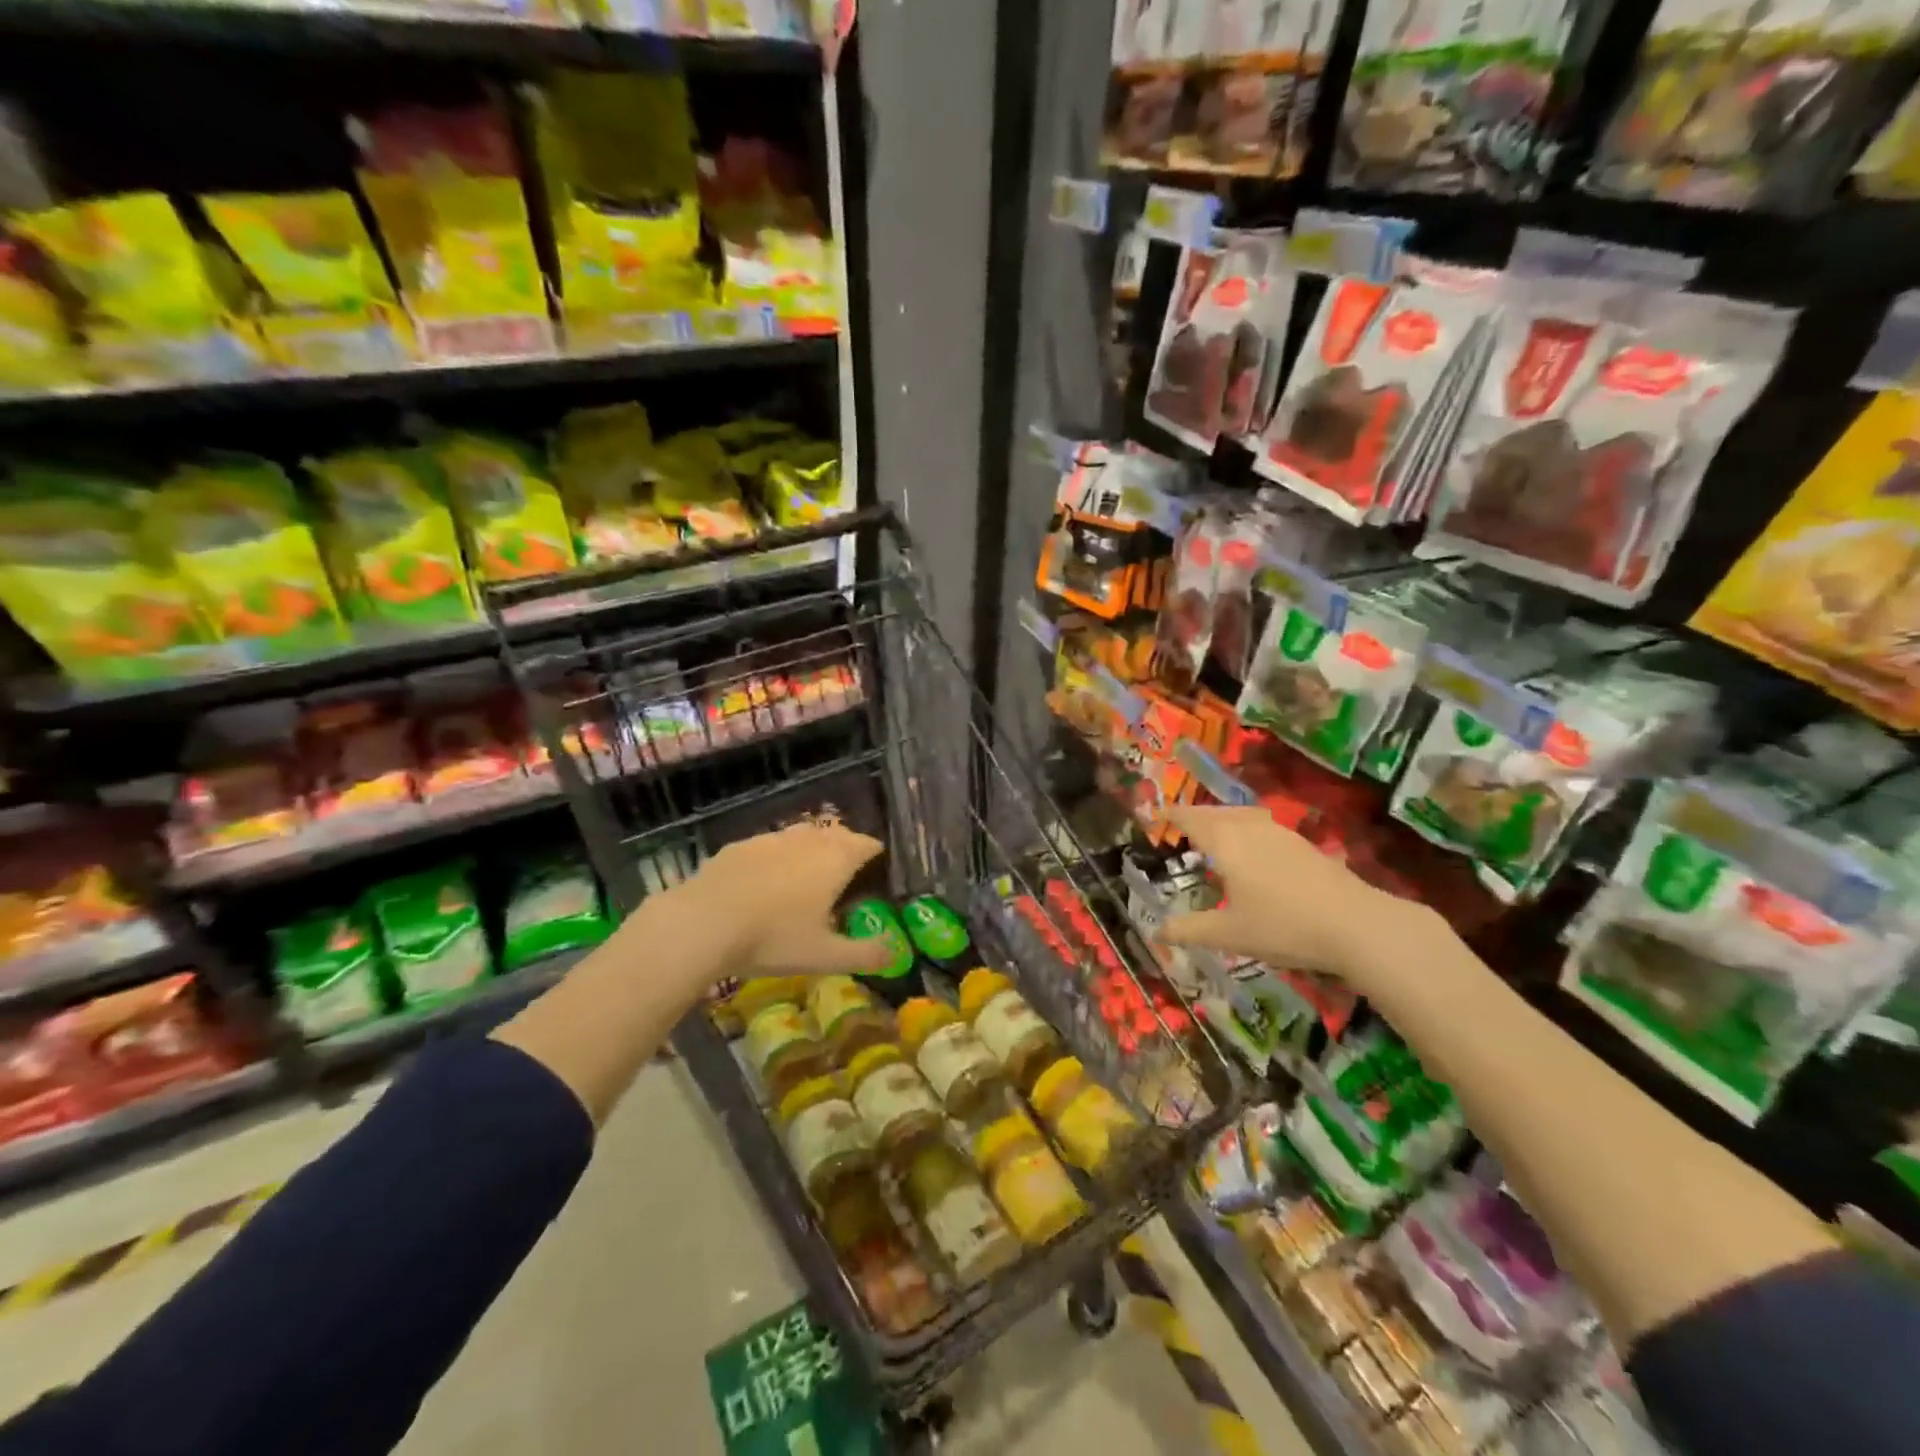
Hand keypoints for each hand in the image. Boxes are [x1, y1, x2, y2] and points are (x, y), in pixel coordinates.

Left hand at [655, 823, 894, 979]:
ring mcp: (771, 839)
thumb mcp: (825, 956)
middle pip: (837, 834)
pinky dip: (777, 857)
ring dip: (811, 850)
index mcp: (835, 860)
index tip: (877, 872)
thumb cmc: (773, 938)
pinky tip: (765, 882)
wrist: (702, 923)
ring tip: (808, 877)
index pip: (867, 844)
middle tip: (846, 877)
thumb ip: (866, 955)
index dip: (876, 855)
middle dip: (846, 849)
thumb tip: (896, 954)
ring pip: (802, 836)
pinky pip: (769, 845)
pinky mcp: (739, 846)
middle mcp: (808, 840)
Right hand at [1157, 805, 1439, 989]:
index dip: (1170, 815)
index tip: (1154, 814)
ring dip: (1222, 818)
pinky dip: (1245, 827)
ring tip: (1214, 832)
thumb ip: (1190, 930)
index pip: (1190, 819)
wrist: (1356, 925)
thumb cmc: (1283, 926)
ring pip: (1242, 814)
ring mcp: (1281, 833)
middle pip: (1215, 812)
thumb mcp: (1229, 934)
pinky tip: (1254, 849)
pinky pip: (1262, 824)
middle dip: (1194, 815)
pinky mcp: (1304, 844)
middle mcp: (1250, 828)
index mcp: (1225, 843)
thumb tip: (1157, 932)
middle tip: (1179, 824)